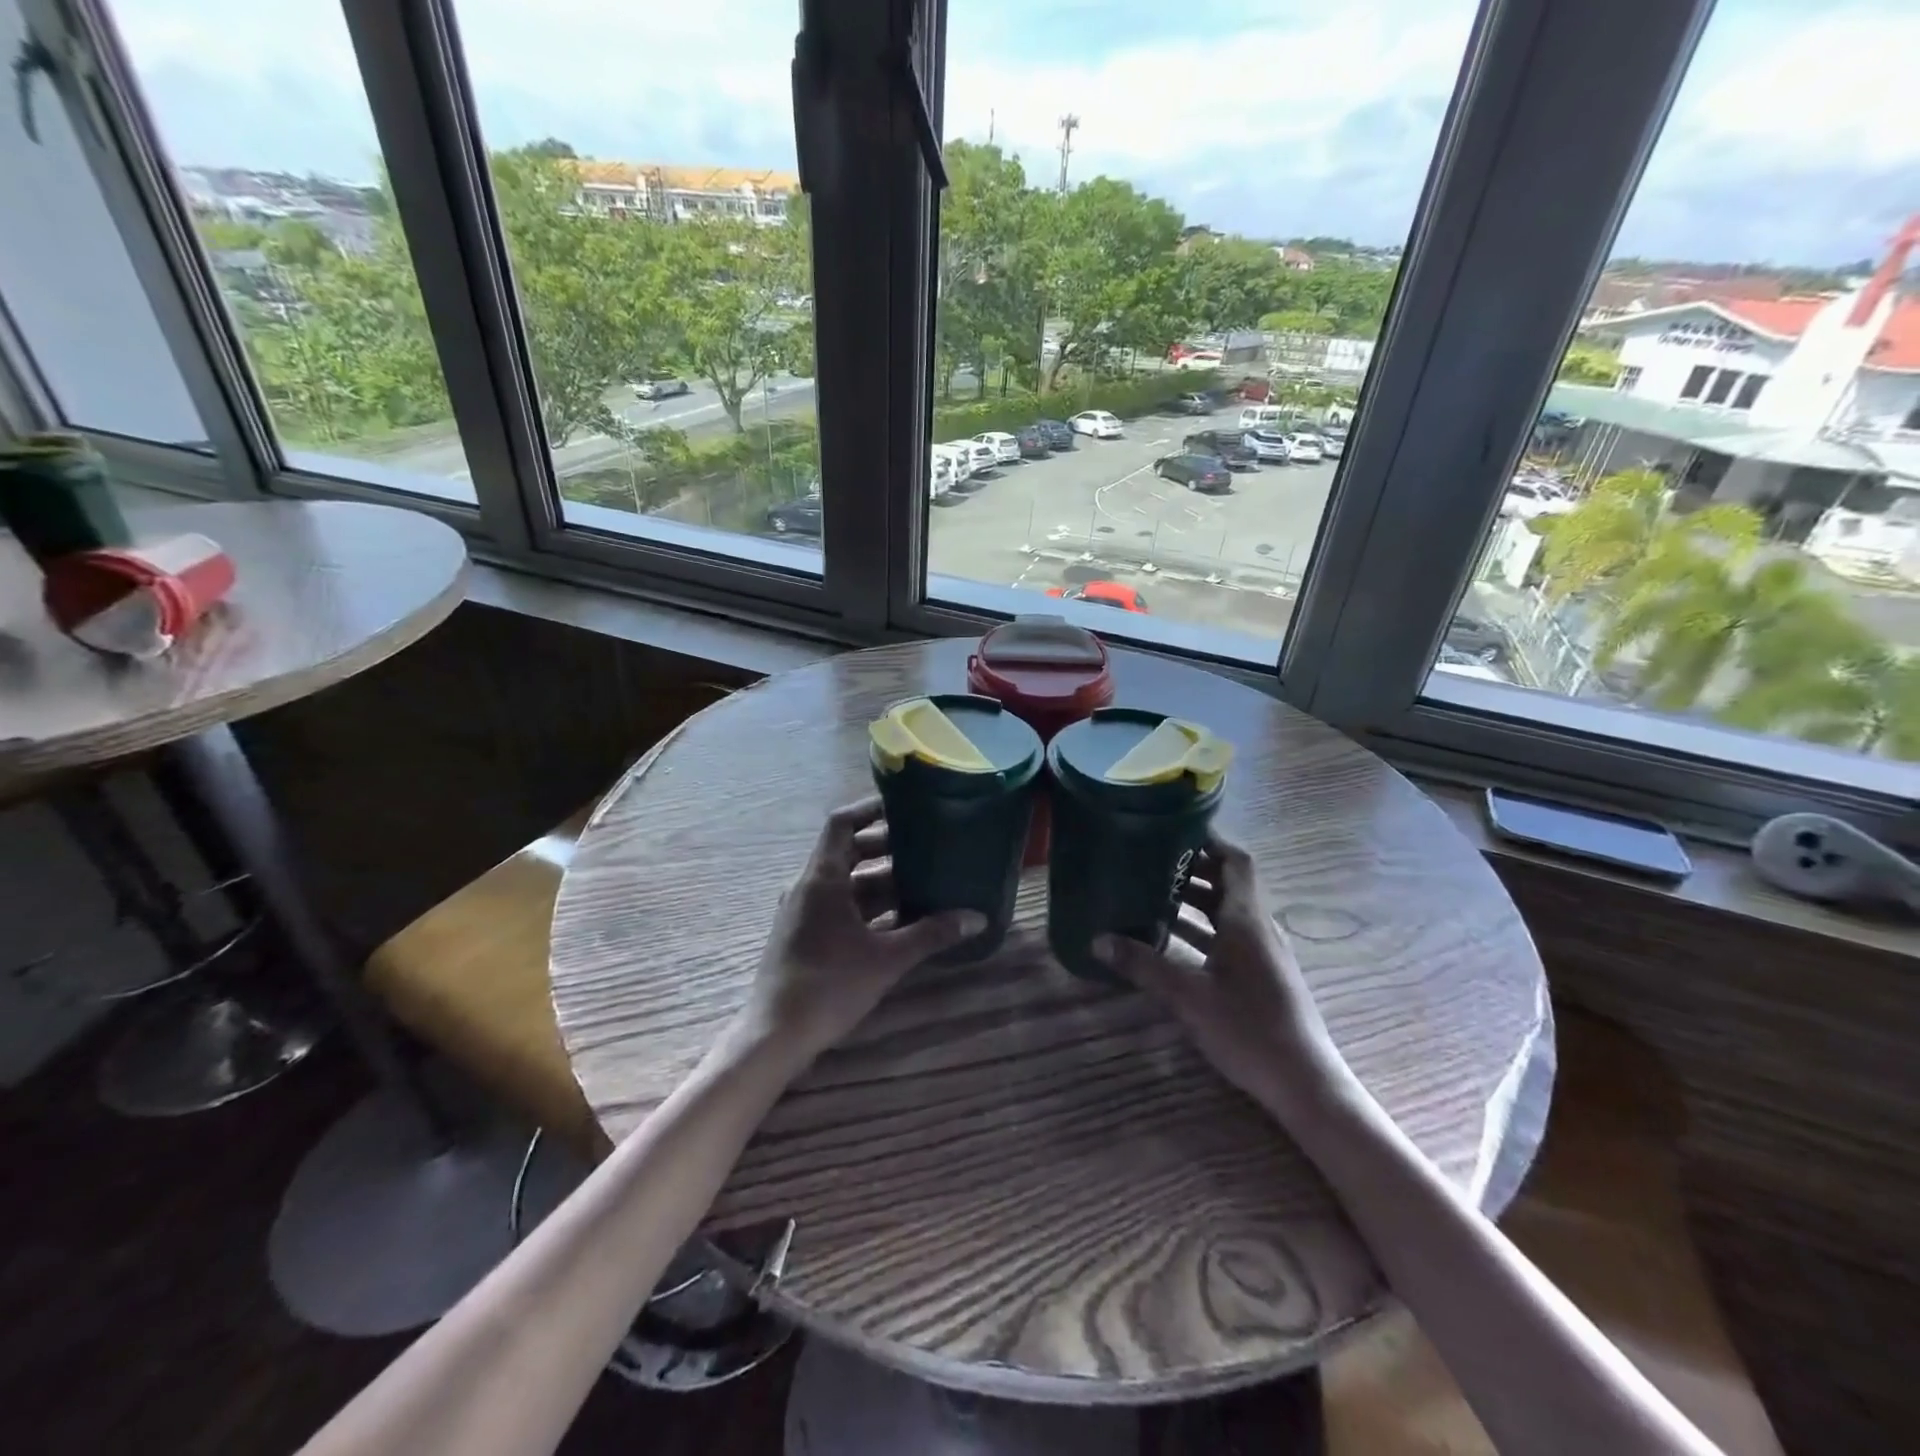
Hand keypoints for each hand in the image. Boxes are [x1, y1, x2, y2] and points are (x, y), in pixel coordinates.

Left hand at [735, 798, 984, 1066]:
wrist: (776, 1035)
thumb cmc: (830, 986)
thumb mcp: (888, 958)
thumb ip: (932, 934)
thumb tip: (977, 918)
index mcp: (822, 878)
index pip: (841, 823)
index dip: (870, 809)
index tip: (904, 806)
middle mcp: (808, 886)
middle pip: (847, 851)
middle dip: (885, 848)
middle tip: (924, 846)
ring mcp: (803, 912)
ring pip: (846, 882)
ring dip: (880, 881)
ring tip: (921, 882)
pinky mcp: (804, 935)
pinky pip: (838, 905)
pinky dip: (867, 905)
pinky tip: (899, 920)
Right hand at [1094, 830, 1357, 1122]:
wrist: (1305, 1084)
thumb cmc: (1248, 1029)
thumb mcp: (1188, 996)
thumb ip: (1143, 965)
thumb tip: (1097, 939)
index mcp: (1246, 920)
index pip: (1236, 861)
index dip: (1210, 840)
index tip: (1175, 827)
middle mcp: (1258, 927)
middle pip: (1229, 882)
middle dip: (1193, 867)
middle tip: (1151, 859)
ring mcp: (1264, 952)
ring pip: (1228, 910)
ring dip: (1195, 899)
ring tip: (1153, 893)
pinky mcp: (1262, 974)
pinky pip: (1229, 935)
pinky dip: (1202, 928)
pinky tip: (1172, 941)